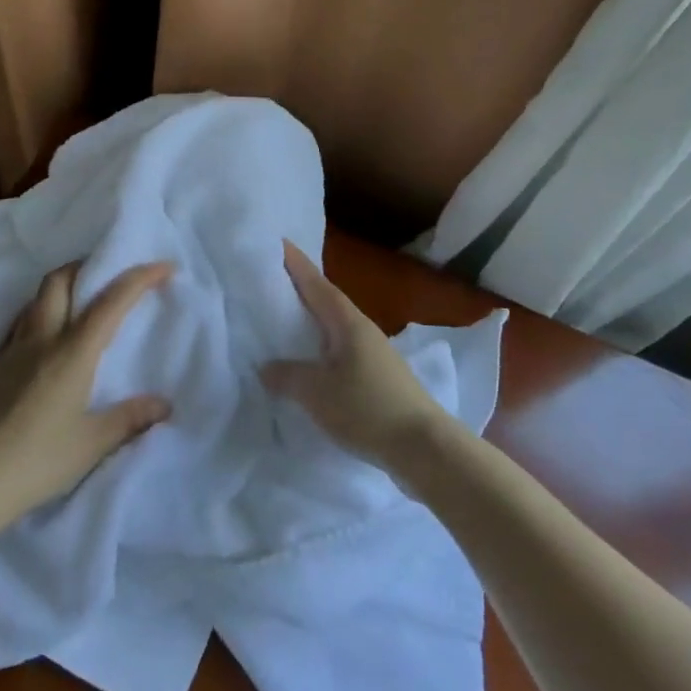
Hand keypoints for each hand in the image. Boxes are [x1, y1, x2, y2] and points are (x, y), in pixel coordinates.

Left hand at [0, 261, 173, 526]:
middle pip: (59, 281)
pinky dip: (39, 315)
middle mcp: (41, 340)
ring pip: (35, 300)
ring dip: (60, 288)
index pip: (110, 302)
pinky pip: (19, 324)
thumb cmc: (39, 460)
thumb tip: (164, 405)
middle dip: (86, 267)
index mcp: (72, 352)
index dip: (139, 278)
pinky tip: (46, 340)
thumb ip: (130, 418)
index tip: (164, 267)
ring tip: (80, 303)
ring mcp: (12, 351)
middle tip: (107, 275)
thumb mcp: (93, 443)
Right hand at [260, 241, 457, 477]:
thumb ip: (287, 376)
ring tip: (282, 319)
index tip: (278, 242)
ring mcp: (373, 355)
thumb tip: (266, 367)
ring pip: (333, 328)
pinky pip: (339, 352)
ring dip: (310, 321)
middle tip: (270, 278)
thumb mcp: (316, 392)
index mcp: (348, 323)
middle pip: (326, 302)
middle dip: (300, 289)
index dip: (296, 264)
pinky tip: (307, 361)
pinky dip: (320, 348)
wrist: (424, 448)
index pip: (317, 285)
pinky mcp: (377, 379)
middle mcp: (362, 331)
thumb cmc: (367, 409)